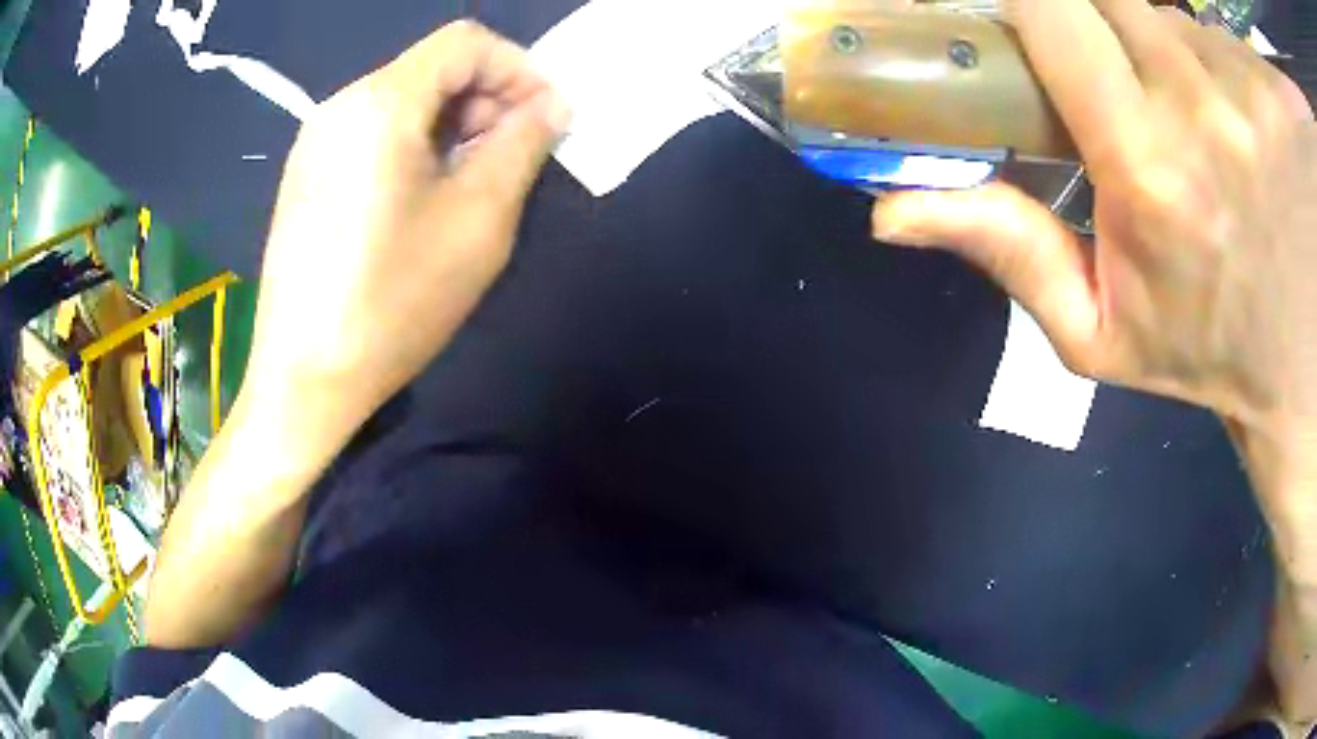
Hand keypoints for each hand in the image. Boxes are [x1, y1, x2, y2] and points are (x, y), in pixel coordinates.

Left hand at [240, 21, 569, 444]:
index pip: (465, 43)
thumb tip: (552, 106)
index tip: (547, 117)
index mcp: (381, 103)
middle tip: (517, 156)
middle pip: (431, 68)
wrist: (303, 379)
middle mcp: (341, 106)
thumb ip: (522, 145)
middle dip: (487, 98)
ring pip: (403, 102)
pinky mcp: (306, 176)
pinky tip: (427, 198)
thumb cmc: (392, 301)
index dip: (518, 68)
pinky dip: (416, 146)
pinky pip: (373, 134)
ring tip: (476, 182)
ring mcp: (316, 142)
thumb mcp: (477, 220)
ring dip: (454, 125)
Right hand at [873, 1, 1314, 488]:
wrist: (1303, 371)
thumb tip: (892, 214)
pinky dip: (1226, 70)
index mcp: (1148, 166)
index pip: (1052, 7)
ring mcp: (1255, 89)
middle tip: (1126, 83)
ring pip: (1178, 20)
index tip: (1029, 20)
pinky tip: (1250, 130)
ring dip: (1174, 54)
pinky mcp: (1274, 92)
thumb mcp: (1100, 331)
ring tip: (1204, 125)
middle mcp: (1204, 102)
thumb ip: (1007, 255)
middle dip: (1100, 21)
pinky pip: (1228, 42)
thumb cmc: (1208, 352)